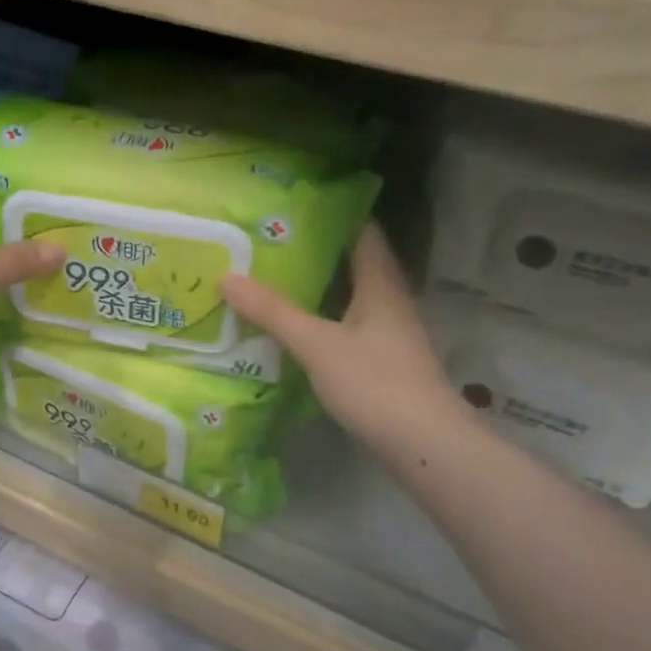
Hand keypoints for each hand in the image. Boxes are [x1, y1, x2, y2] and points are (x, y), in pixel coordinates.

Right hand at [220, 224, 453, 449]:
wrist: (423, 443)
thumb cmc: (374, 382)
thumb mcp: (316, 344)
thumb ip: (273, 312)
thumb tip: (227, 276)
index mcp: (381, 284)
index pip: (363, 231)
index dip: (333, 215)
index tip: (295, 206)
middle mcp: (391, 300)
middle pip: (357, 262)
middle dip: (319, 250)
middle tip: (273, 241)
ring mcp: (392, 332)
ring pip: (354, 295)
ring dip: (322, 286)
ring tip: (278, 277)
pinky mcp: (386, 360)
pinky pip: (352, 324)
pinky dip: (327, 317)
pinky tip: (301, 326)